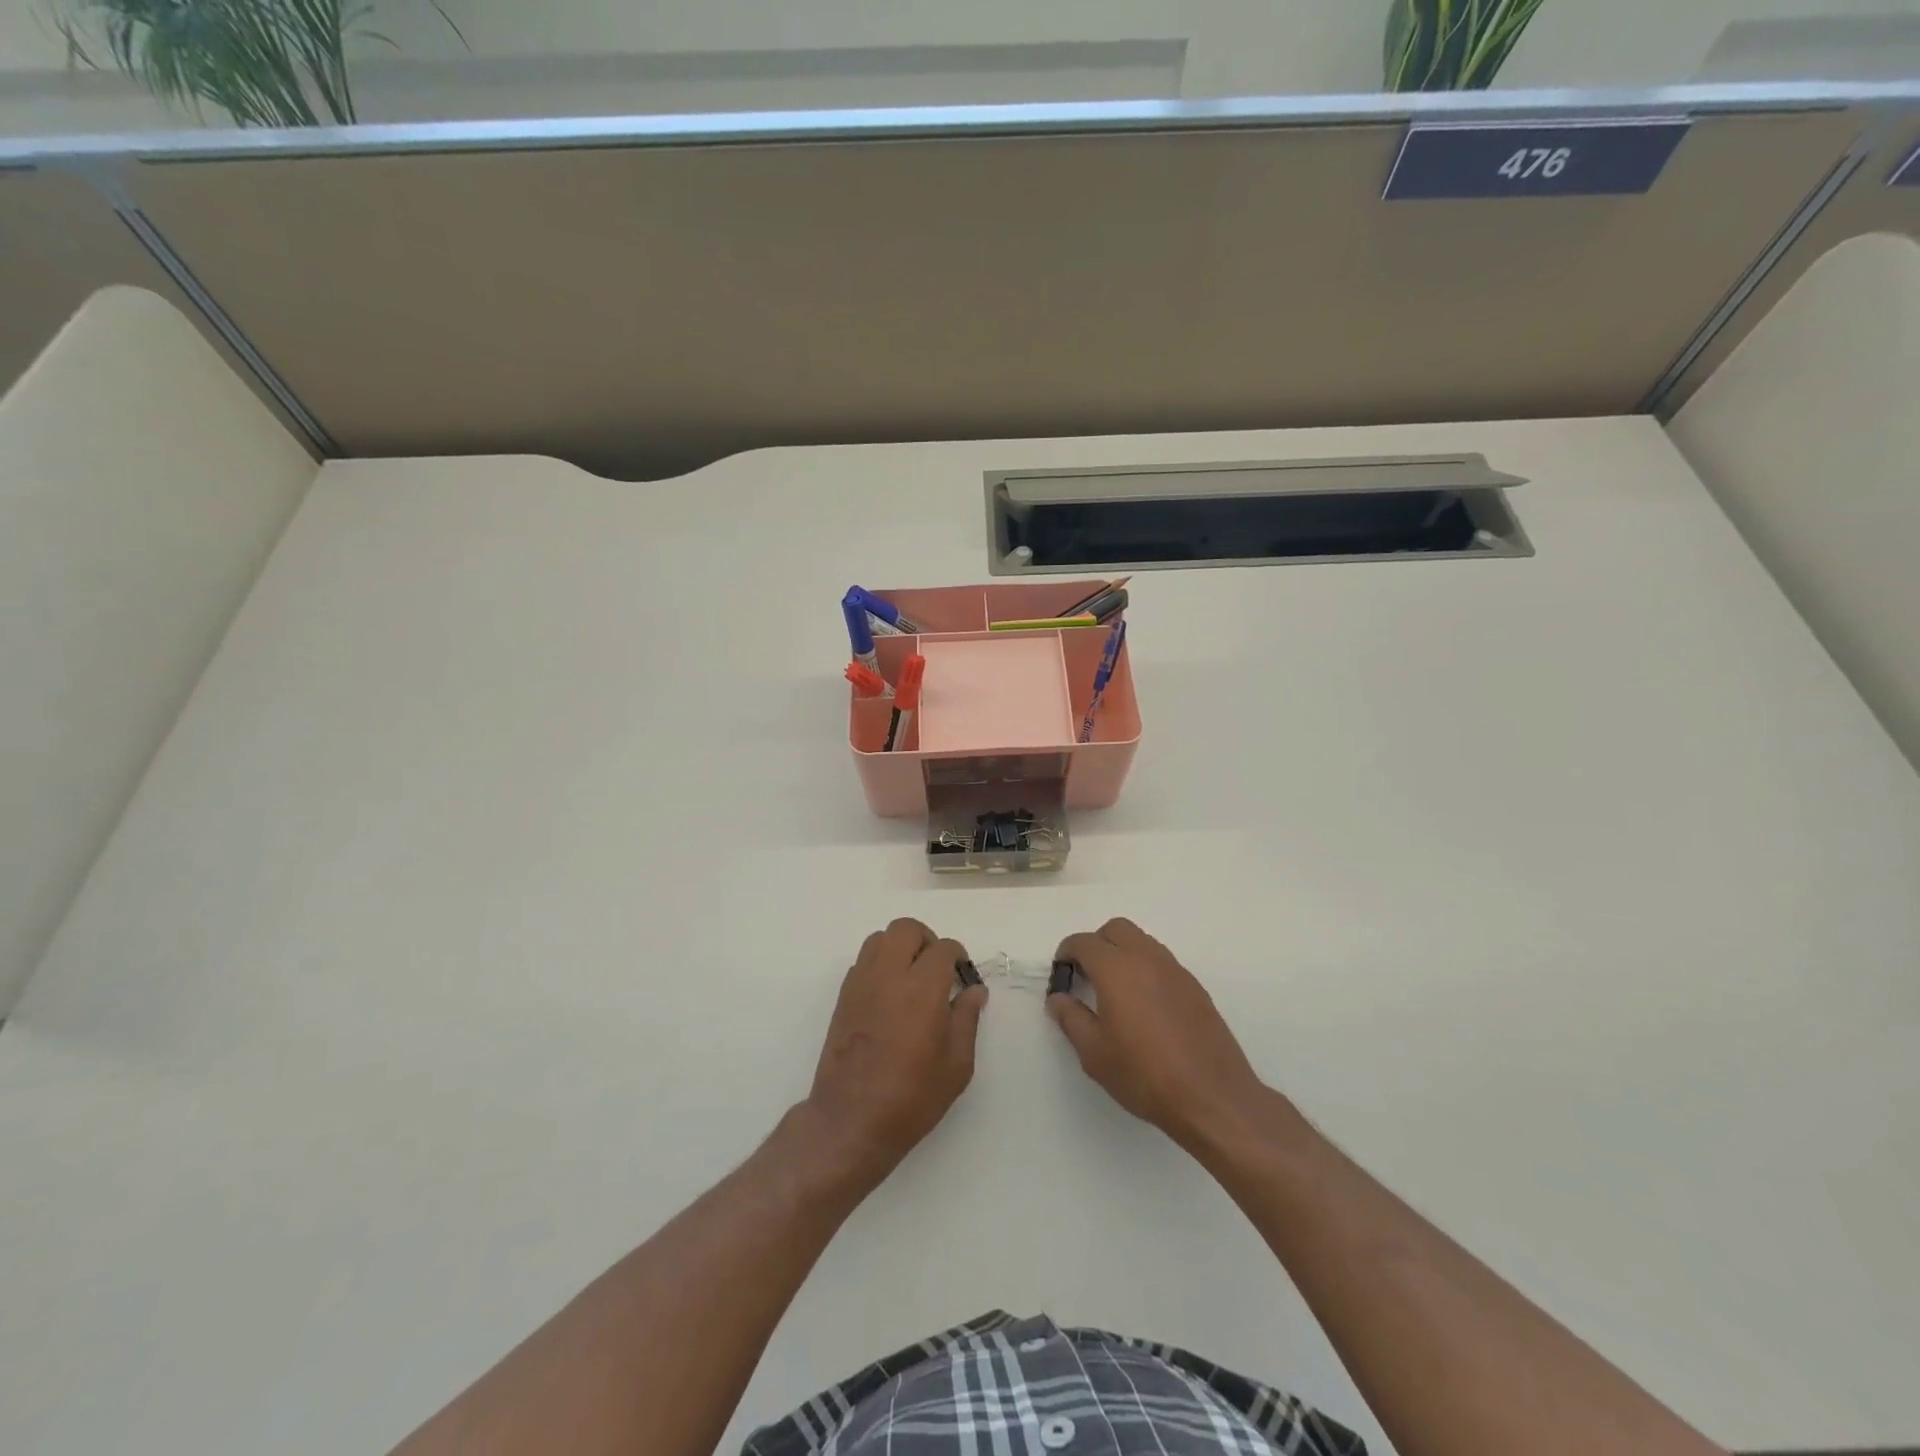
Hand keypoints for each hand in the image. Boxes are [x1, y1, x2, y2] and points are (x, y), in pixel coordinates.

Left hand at [804, 918, 986, 1191]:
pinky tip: (890, 994)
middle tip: (937, 969)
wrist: (851, 1120)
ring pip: (880, 938)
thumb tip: (974, 990)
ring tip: (912, 977)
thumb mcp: (956, 1065)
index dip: (958, 957)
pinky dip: (880, 964)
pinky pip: (863, 960)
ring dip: (900, 947)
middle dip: (927, 940)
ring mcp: (862, 983)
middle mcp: (889, 975)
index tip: (963, 977)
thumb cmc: (912, 1097)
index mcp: (922, 988)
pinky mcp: (844, 996)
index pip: (943, 948)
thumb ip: (967, 1019)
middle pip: (906, 929)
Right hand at [1049, 918, 1268, 1150]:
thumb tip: (1058, 998)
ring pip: (1142, 941)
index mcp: (1117, 968)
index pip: (1084, 942)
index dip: (1066, 953)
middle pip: (1116, 929)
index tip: (1061, 975)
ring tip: (1114, 991)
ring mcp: (1175, 970)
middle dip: (1096, 944)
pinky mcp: (1195, 987)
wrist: (1212, 1097)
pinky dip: (1145, 968)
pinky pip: (1162, 962)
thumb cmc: (1144, 1074)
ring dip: (1122, 953)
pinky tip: (1144, 1005)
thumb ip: (1071, 1018)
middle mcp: (1147, 958)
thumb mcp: (1094, 1053)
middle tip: (1086, 976)